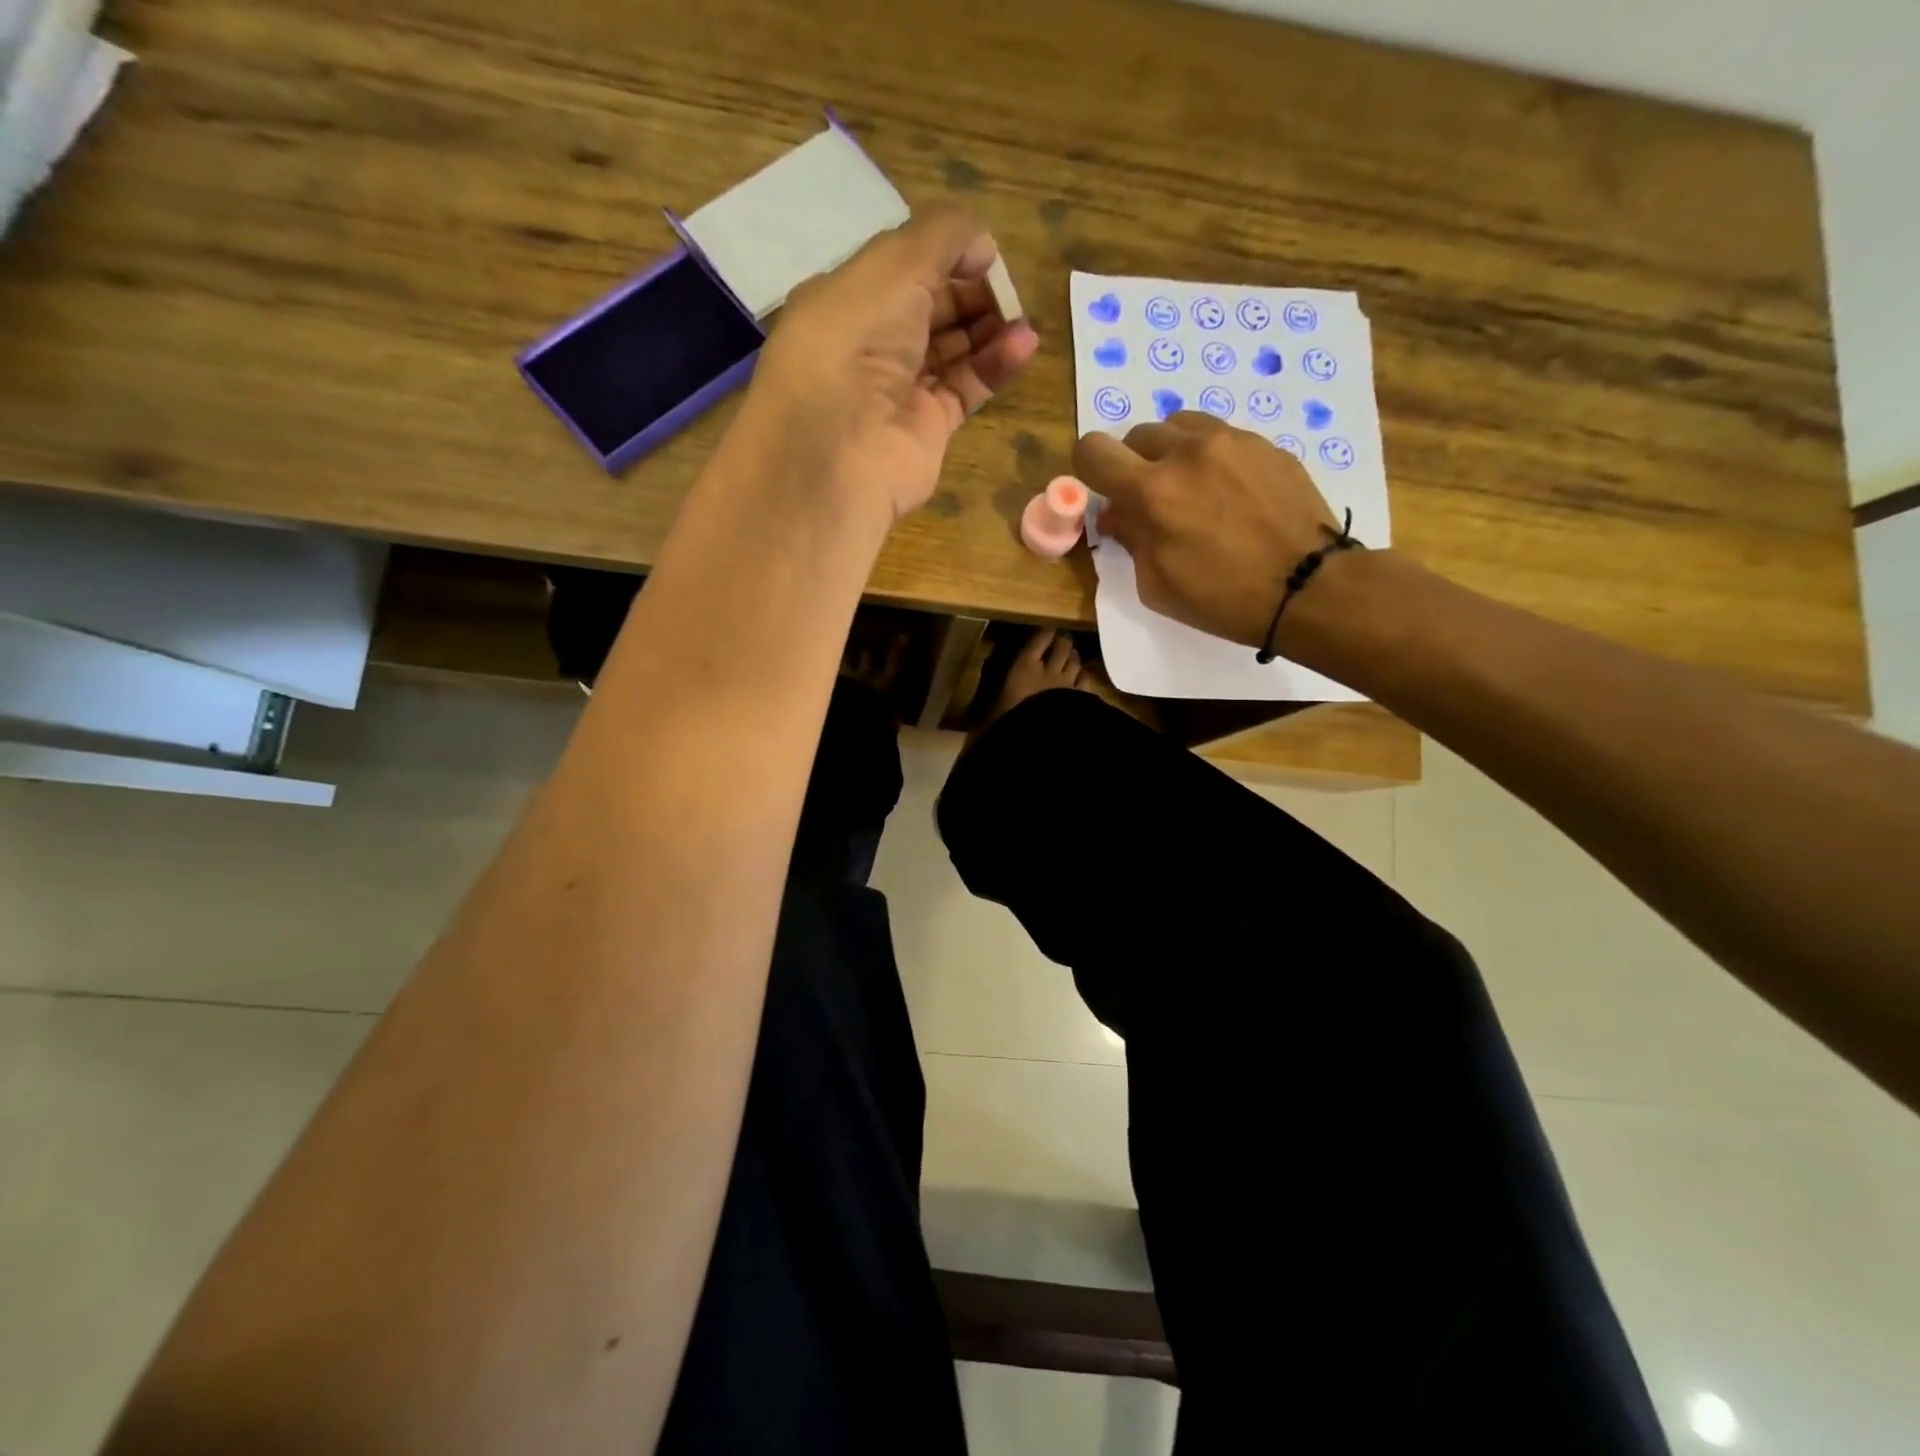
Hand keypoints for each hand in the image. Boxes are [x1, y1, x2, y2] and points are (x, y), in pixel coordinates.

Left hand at [743, 205, 1039, 520]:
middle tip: (1006, 289)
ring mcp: (898, 390)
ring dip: (989, 328)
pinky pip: (966, 388)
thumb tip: (983, 245)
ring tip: (1022, 317)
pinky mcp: (927, 429)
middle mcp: (869, 345)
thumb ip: (944, 236)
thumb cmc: (856, 341)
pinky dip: (995, 365)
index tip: (982, 253)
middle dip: (970, 293)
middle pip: (930, 309)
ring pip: (951, 350)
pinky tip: (1024, 345)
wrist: (841, 448)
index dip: (943, 256)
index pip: (901, 269)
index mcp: (846, 299)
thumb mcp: (895, 263)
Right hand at [1074, 412, 1343, 648]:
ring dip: (1172, 452)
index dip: (1089, 468)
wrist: (1308, 587)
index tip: (1104, 489)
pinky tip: (1229, 491)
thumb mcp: (1157, 585)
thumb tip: (1117, 515)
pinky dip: (1211, 457)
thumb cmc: (1223, 599)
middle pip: (1137, 435)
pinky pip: (1221, 435)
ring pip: (1179, 425)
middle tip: (1152, 499)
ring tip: (1191, 487)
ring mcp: (1231, 441)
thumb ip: (1131, 541)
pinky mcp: (1264, 444)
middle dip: (1134, 465)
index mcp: (1152, 492)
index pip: (1093, 450)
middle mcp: (1186, 453)